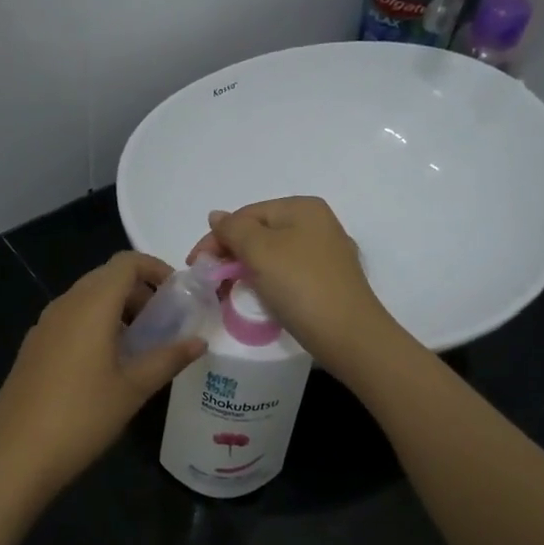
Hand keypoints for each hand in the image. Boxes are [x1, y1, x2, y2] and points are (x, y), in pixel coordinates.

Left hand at [0, 251, 205, 497]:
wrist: (17, 455)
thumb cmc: (83, 416)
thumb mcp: (134, 389)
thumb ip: (168, 359)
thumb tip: (200, 342)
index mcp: (91, 306)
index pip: (126, 263)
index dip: (155, 269)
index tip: (176, 294)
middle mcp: (64, 305)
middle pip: (105, 277)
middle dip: (138, 291)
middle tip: (162, 323)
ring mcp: (43, 326)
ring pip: (85, 299)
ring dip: (115, 309)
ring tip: (138, 345)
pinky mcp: (32, 347)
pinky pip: (68, 320)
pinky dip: (93, 325)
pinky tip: (103, 364)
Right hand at [188, 196, 402, 372]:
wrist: (348, 336)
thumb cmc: (301, 285)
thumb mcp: (260, 251)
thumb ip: (233, 230)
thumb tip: (217, 216)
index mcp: (302, 208)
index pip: (246, 214)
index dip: (216, 238)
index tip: (195, 266)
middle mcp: (318, 224)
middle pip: (259, 233)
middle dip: (230, 255)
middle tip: (210, 283)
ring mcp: (326, 254)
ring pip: (272, 256)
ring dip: (246, 271)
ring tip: (228, 294)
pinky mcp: (328, 282)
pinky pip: (287, 275)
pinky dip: (267, 283)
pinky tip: (258, 299)